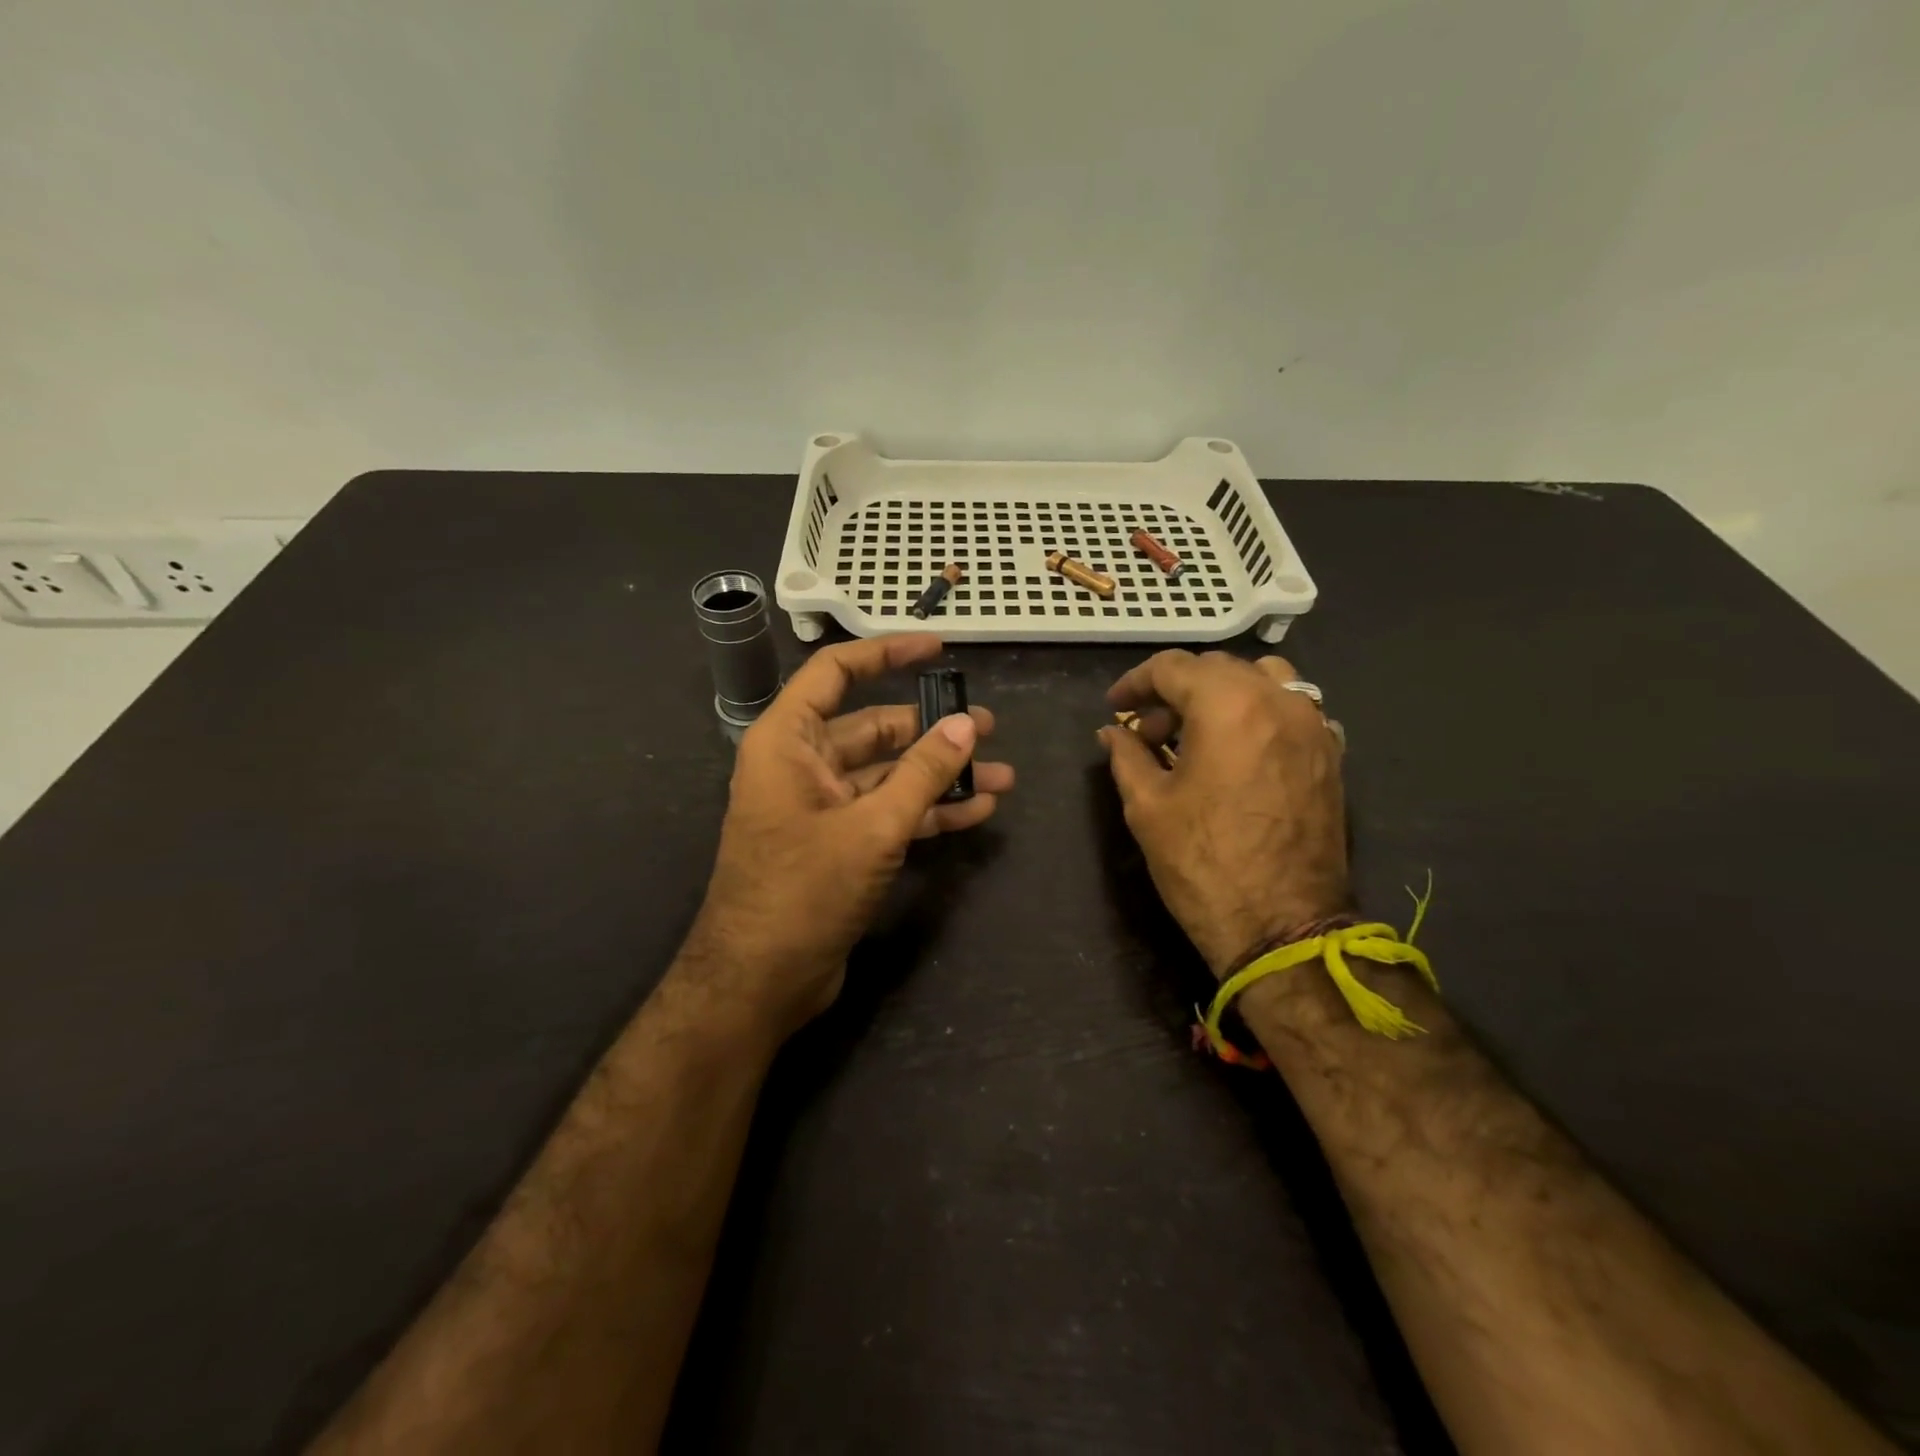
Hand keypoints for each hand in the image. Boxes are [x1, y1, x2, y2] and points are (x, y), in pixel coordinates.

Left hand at [682, 633, 1013, 1038]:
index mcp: (788, 741)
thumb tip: (967, 724)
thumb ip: (923, 772)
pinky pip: (888, 812)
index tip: (937, 649)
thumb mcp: (872, 826)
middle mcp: (802, 765)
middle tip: (990, 728)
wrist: (759, 982)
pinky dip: (928, 811)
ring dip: (940, 775)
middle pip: (874, 728)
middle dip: (933, 730)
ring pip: (889, 775)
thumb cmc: (803, 890)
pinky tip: (976, 811)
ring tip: (1001, 775)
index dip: (887, 653)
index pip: (836, 673)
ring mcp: (822, 807)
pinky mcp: (839, 845)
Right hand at [1100, 650, 1347, 977]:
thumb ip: (1126, 756)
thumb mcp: (1147, 806)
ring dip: (1221, 695)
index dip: (1135, 683)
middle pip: (1218, 669)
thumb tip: (1112, 733)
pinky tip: (1236, 751)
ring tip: (1194, 733)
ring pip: (1262, 681)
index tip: (1114, 707)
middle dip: (1175, 690)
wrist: (1282, 925)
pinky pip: (1291, 710)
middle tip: (1146, 729)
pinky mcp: (1331, 755)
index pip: (1174, 668)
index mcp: (1228, 706)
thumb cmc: (1203, 863)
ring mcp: (1313, 726)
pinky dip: (1257, 714)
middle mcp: (1278, 701)